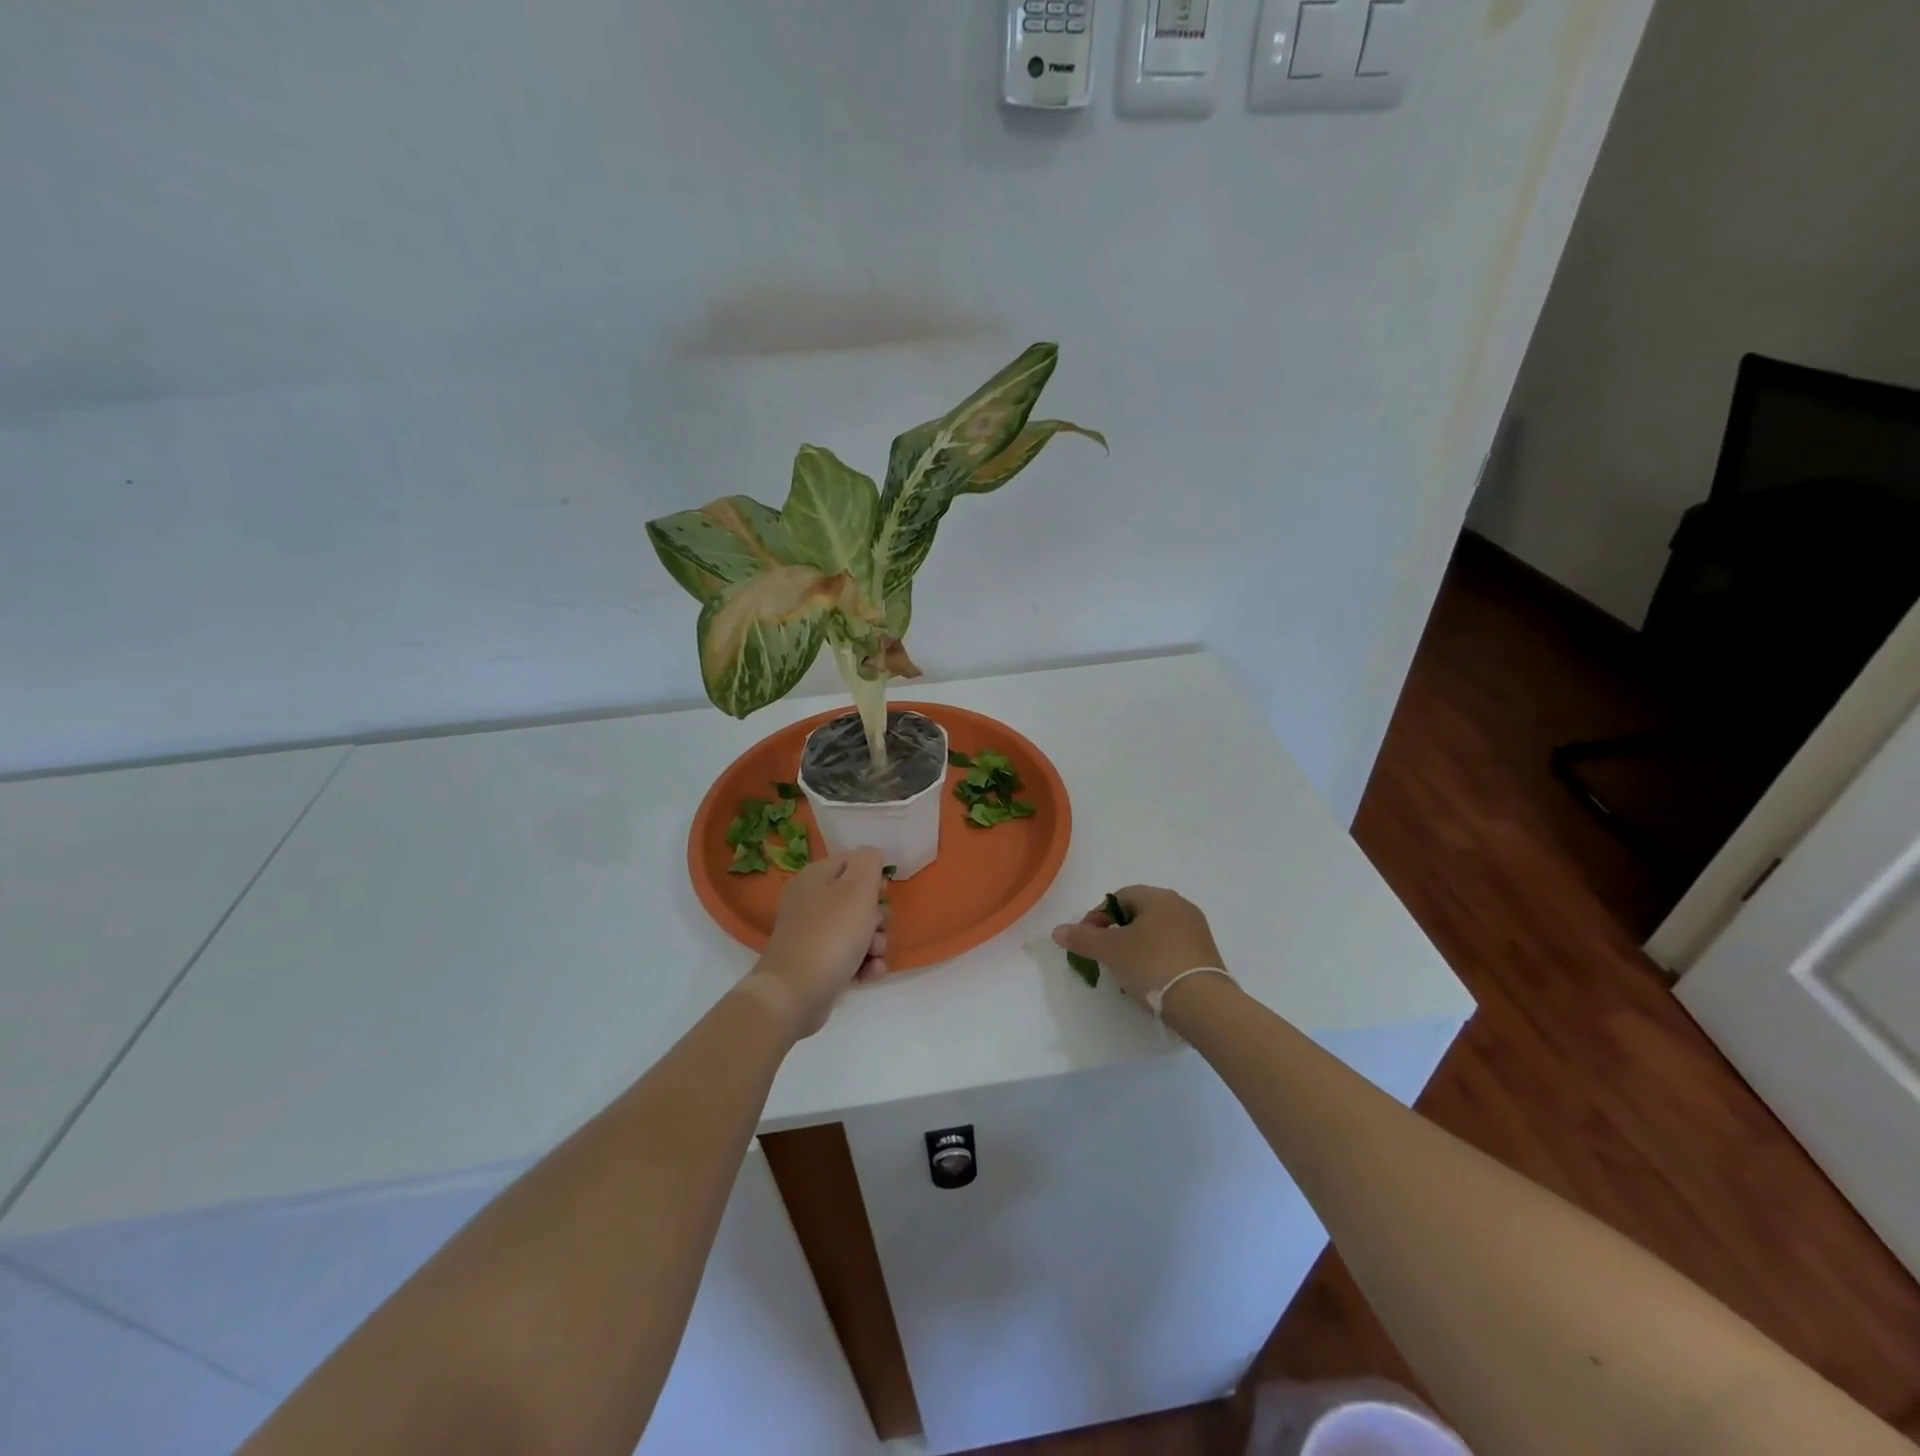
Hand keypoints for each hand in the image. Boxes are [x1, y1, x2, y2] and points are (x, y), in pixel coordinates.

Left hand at [745, 848, 890, 1037]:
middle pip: (858, 898)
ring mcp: (812, 934)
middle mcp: (810, 901)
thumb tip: (871, 857)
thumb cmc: (830, 935)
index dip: (874, 876)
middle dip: (878, 916)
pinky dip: (863, 964)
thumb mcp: (857, 889)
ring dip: (875, 943)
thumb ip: (869, 862)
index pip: (853, 861)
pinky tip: (868, 974)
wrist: (794, 995)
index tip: (883, 894)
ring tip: (873, 957)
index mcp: (815, 876)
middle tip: (877, 929)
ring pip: (858, 929)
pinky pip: (849, 955)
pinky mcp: (816, 962)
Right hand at [1051, 886, 1223, 1006]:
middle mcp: (1181, 906)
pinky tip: (1149, 980)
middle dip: (1117, 933)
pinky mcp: (1206, 955)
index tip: (1088, 940)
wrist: (1203, 1003)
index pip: (1119, 897)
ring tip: (1126, 972)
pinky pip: (1172, 949)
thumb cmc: (1152, 965)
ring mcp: (1197, 931)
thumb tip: (1057, 930)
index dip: (1098, 916)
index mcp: (1159, 897)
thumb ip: (1082, 937)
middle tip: (1105, 956)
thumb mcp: (1111, 950)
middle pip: (1138, 913)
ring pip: (1155, 933)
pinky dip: (1156, 959)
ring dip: (1136, 947)